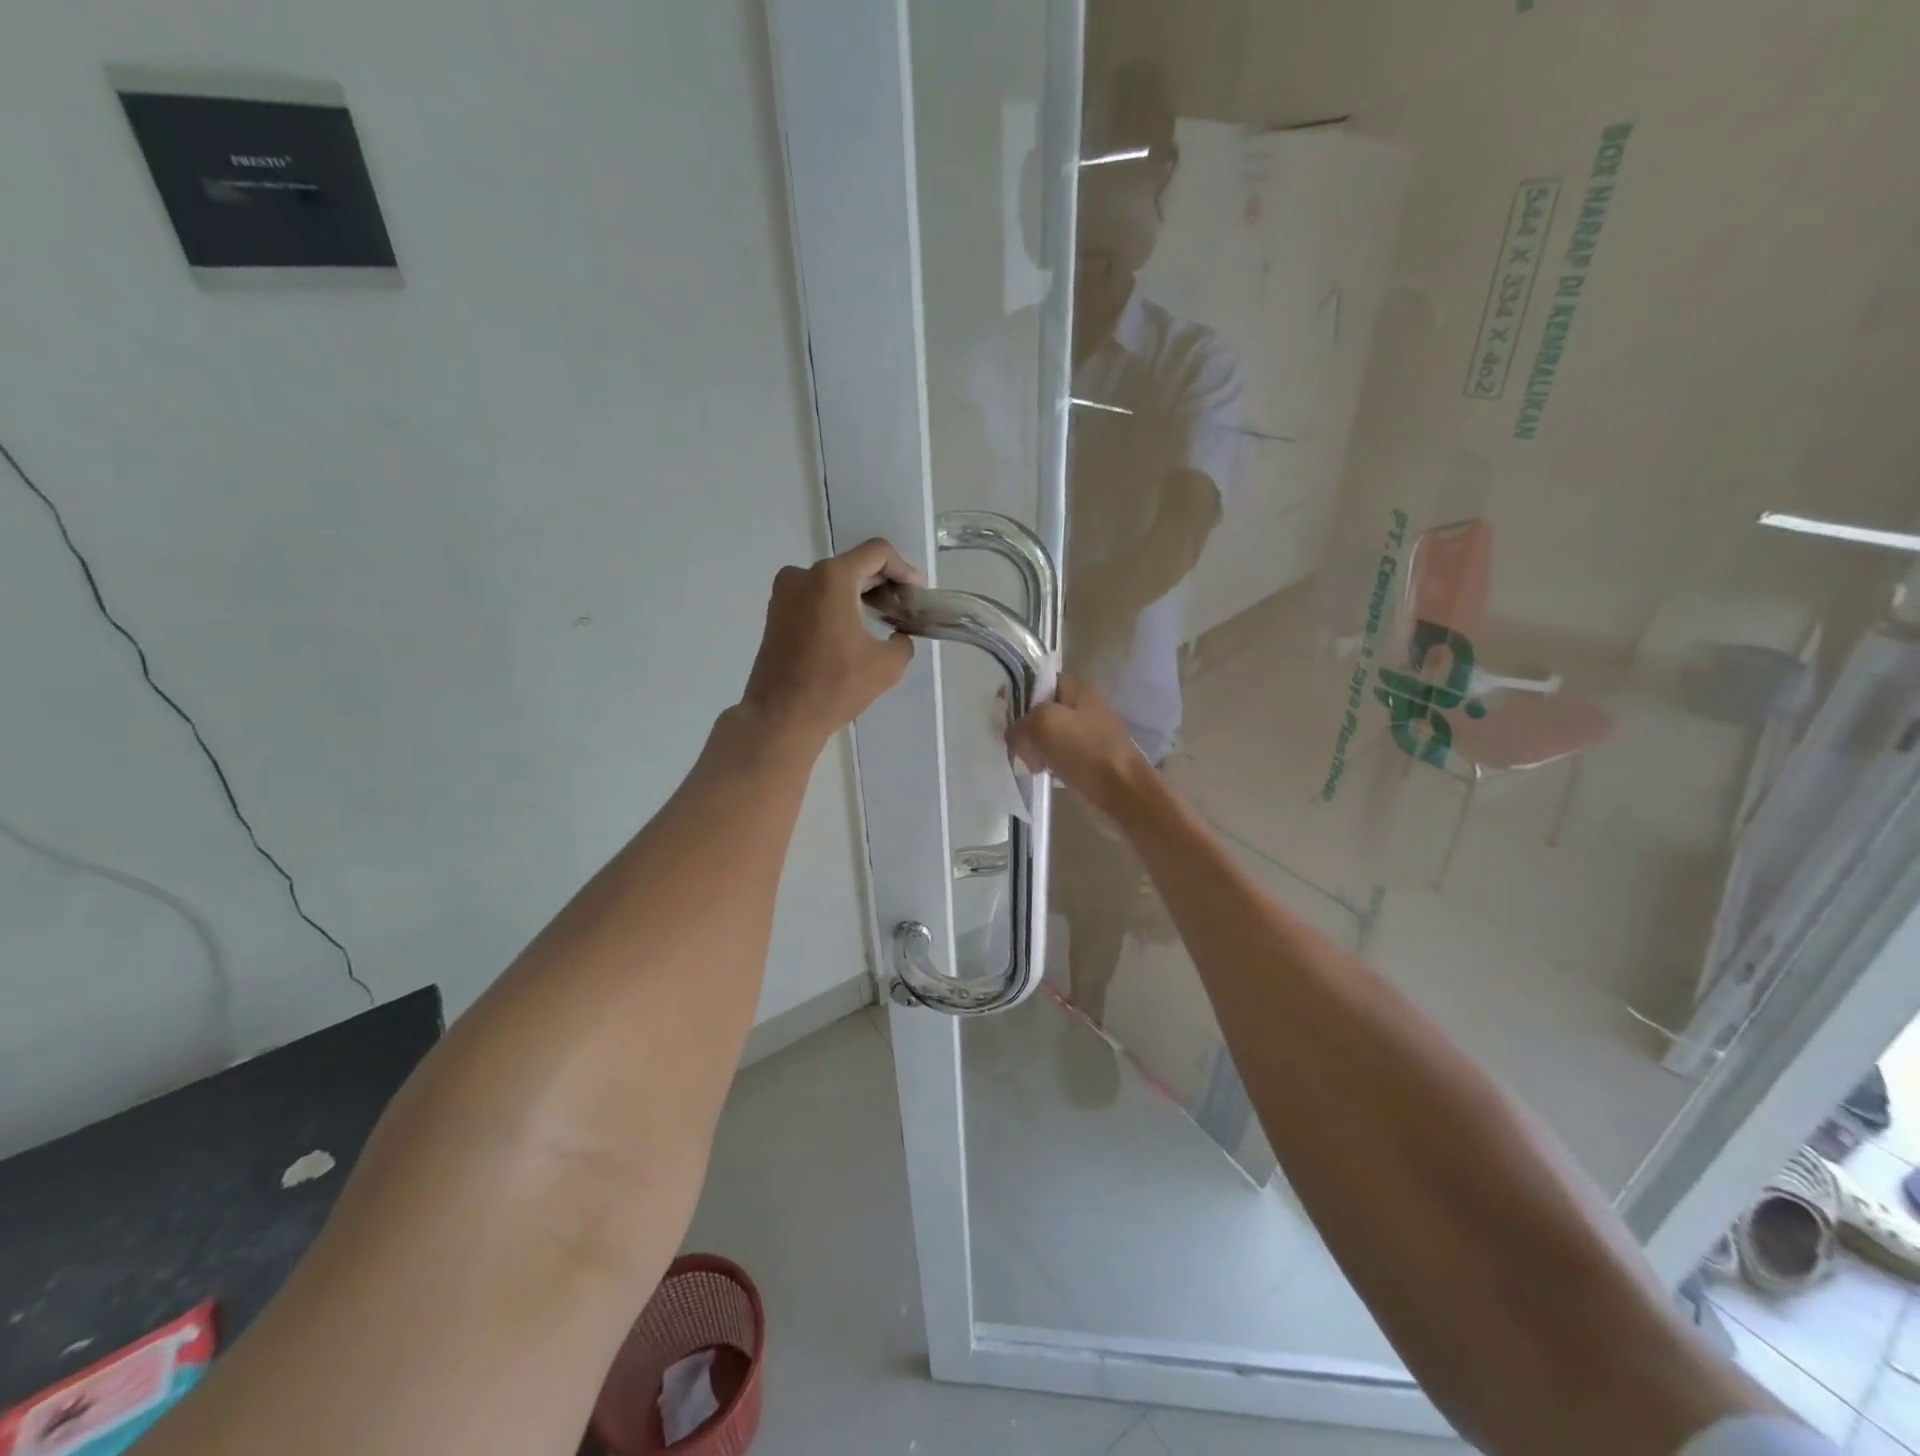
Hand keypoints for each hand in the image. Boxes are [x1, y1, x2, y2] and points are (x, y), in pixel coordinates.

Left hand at [740, 539, 921, 746]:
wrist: (781, 716)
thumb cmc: (835, 686)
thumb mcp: (887, 666)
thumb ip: (903, 642)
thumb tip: (899, 637)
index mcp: (832, 578)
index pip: (877, 552)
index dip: (904, 569)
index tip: (917, 594)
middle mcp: (804, 575)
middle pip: (854, 565)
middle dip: (883, 582)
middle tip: (905, 607)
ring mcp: (785, 593)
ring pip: (833, 581)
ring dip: (859, 594)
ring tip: (882, 618)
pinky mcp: (776, 613)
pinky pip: (815, 596)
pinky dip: (838, 605)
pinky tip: (854, 629)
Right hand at [1007, 675, 1150, 815]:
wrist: (1122, 791)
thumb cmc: (1085, 750)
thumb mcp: (1043, 724)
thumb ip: (1019, 724)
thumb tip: (1014, 738)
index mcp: (1077, 688)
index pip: (1038, 681)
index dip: (1017, 694)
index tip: (1000, 714)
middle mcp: (1083, 706)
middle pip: (1040, 710)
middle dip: (1024, 727)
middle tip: (1016, 745)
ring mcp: (1087, 733)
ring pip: (1047, 735)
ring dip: (1034, 748)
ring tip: (1029, 763)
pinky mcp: (1088, 758)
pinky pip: (1057, 755)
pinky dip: (1046, 763)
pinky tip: (1042, 773)